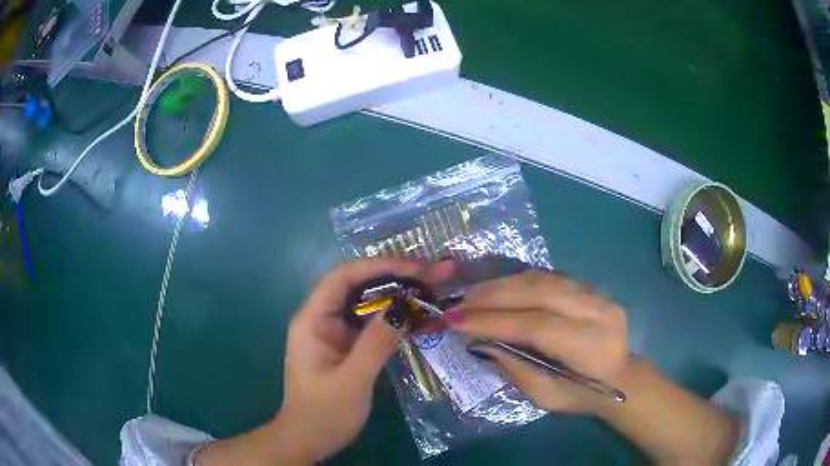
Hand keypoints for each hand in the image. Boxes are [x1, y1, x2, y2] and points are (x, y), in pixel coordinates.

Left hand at [275, 258, 453, 462]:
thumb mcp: (352, 380)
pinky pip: (372, 323)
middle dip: (395, 277)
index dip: (379, 266)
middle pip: (358, 285)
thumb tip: (405, 304)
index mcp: (312, 319)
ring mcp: (335, 333)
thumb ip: (376, 342)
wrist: (308, 440)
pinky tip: (418, 316)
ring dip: (398, 295)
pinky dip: (394, 317)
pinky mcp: (347, 346)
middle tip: (436, 275)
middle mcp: (322, 318)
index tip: (416, 270)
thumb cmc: (323, 413)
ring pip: (367, 303)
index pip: (343, 277)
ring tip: (433, 289)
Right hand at [444, 269, 628, 412]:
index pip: (537, 325)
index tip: (456, 321)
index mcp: (589, 345)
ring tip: (474, 294)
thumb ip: (514, 367)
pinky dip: (521, 281)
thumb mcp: (545, 396)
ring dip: (505, 284)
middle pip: (540, 291)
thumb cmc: (583, 396)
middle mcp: (597, 311)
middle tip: (460, 302)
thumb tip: (479, 342)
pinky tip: (500, 289)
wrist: (623, 377)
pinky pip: (551, 277)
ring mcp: (598, 294)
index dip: (494, 321)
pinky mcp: (592, 287)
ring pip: (545, 278)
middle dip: (494, 295)